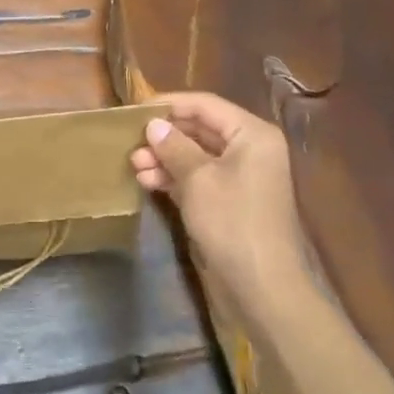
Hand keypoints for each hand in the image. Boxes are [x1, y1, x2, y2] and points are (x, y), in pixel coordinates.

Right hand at [130, 92, 317, 318]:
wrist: (262, 288)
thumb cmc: (232, 222)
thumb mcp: (197, 179)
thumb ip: (174, 146)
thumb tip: (154, 124)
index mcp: (251, 134)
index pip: (204, 105)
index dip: (168, 105)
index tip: (133, 111)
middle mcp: (250, 149)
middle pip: (200, 129)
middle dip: (164, 136)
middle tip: (130, 144)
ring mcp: (241, 177)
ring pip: (196, 155)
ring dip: (165, 158)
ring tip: (135, 166)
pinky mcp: (230, 201)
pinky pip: (199, 178)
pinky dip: (175, 178)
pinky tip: (148, 183)